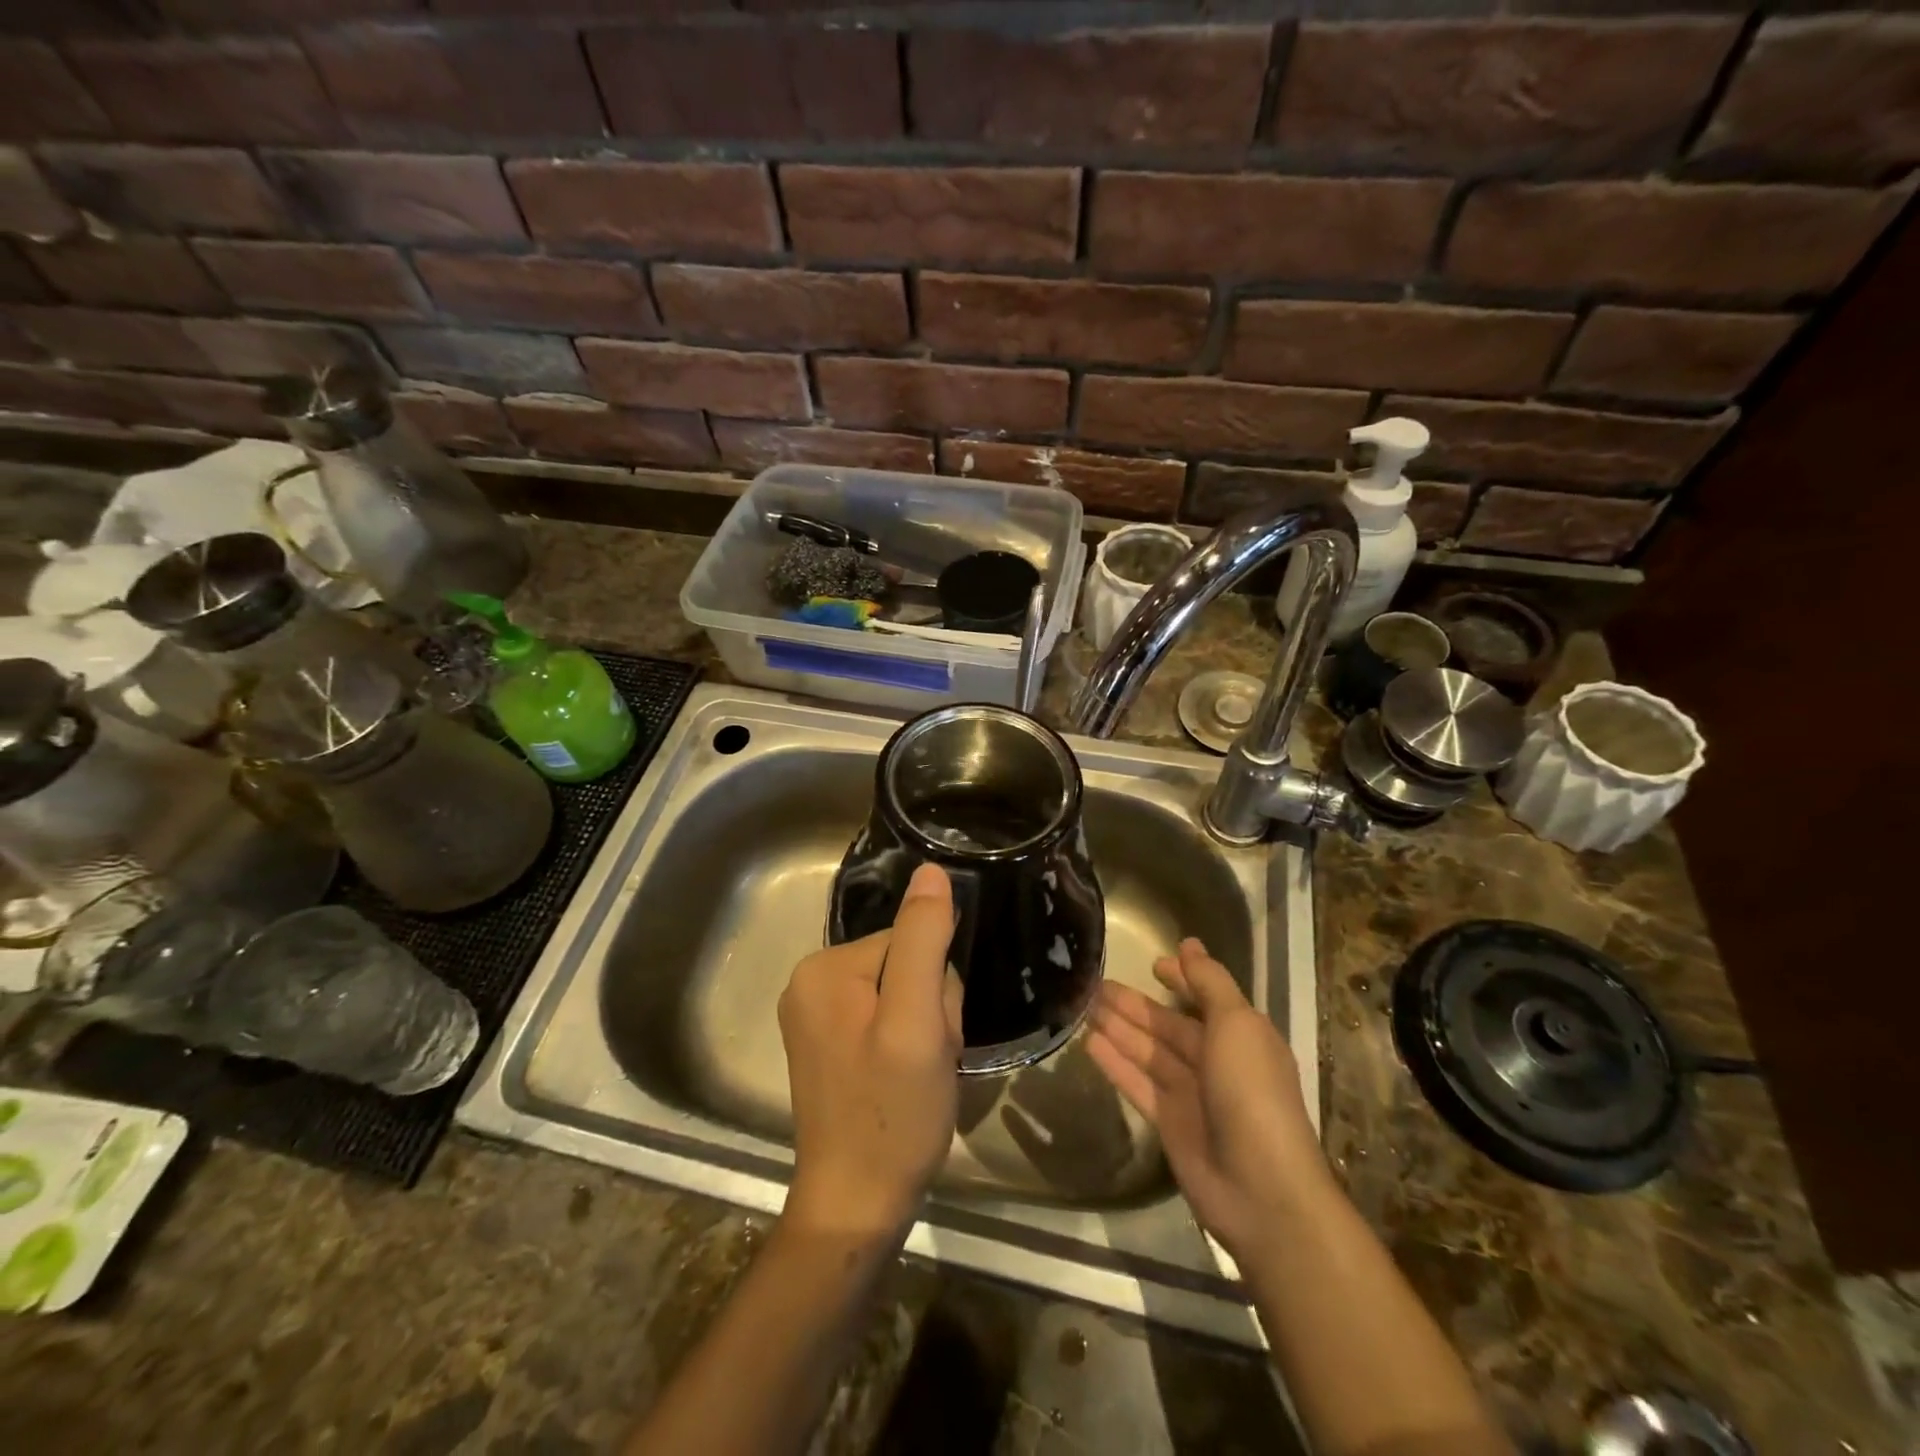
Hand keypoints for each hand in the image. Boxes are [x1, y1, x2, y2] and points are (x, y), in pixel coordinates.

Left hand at [779, 862, 962, 1243]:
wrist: (857, 1206)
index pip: (909, 941)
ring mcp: (815, 1015)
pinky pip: (885, 1018)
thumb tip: (932, 871)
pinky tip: (903, 1078)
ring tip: (917, 1074)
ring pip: (901, 993)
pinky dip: (907, 1043)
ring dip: (923, 1028)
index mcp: (825, 968)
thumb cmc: (892, 1114)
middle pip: (904, 964)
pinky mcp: (827, 1044)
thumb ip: (924, 940)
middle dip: (929, 1008)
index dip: (937, 986)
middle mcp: (810, 982)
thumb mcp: (917, 1022)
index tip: (933, 1035)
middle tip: (926, 1060)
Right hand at [1086, 938, 1333, 1260]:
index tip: (1152, 963)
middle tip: (1095, 982)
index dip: (1182, 978)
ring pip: (1148, 1051)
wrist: (1259, 1188)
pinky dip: (1115, 1063)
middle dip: (1136, 1004)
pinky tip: (1089, 1042)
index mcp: (1241, 1036)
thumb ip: (1210, 983)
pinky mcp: (1168, 1122)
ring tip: (1083, 1004)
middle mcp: (1216, 1061)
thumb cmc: (1251, 1091)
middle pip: (1168, 1025)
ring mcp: (1191, 1093)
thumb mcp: (1237, 1025)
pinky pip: (1137, 1083)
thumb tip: (1189, 945)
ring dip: (1119, 1028)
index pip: (1206, 997)